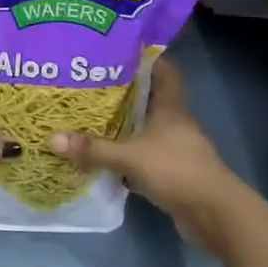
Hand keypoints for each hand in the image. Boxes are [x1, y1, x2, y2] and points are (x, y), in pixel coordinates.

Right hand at [48, 60, 243, 247]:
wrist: (215, 215)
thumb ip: (94, 149)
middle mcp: (175, 122)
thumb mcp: (131, 157)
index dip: (146, 58)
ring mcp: (176, 148)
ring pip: (147, 127)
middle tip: (92, 82)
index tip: (118, 51)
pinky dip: (128, 153)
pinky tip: (106, 154)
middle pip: (151, 97)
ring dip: (126, 124)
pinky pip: (146, 154)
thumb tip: (51, 139)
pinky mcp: (173, 172)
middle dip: (125, 91)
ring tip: (92, 114)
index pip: (164, 70)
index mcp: (171, 106)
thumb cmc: (177, 171)